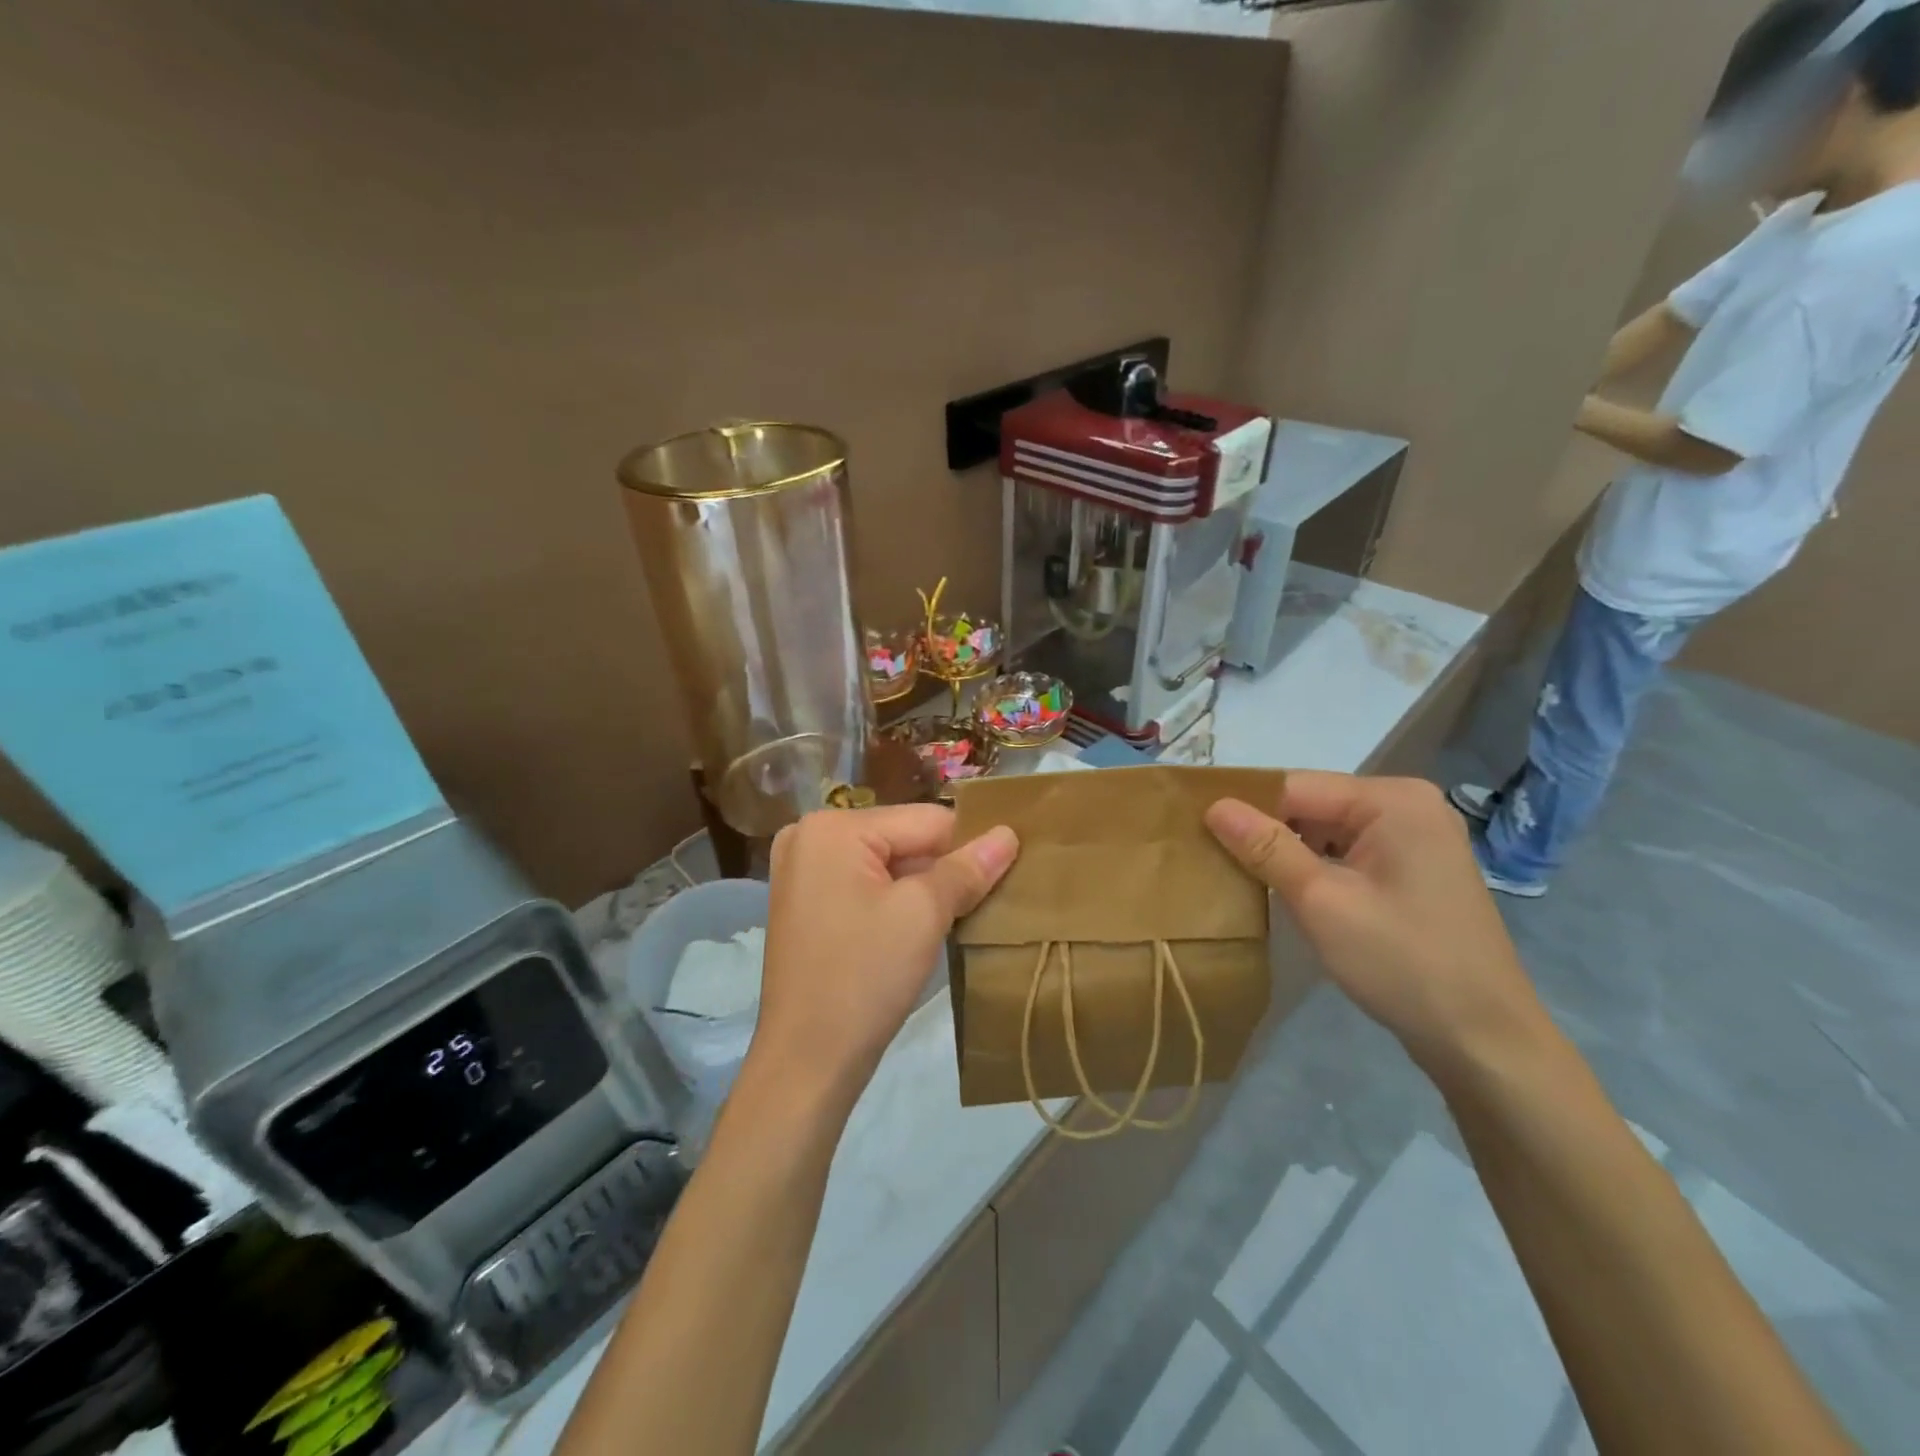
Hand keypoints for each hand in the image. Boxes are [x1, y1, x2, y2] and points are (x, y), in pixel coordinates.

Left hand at [752, 806, 1018, 1106]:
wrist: (807, 1062)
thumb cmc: (865, 977)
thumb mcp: (924, 915)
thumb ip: (967, 868)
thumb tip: (1009, 834)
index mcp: (833, 826)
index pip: (925, 819)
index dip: (971, 844)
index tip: (1012, 868)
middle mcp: (810, 835)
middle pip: (904, 838)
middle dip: (945, 868)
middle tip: (990, 897)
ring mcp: (803, 871)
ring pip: (888, 864)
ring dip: (925, 886)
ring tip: (964, 912)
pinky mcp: (807, 902)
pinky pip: (867, 885)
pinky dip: (898, 900)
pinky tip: (924, 926)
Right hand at [1204, 773, 1551, 1074]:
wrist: (1483, 1040)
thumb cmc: (1403, 963)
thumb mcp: (1322, 901)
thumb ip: (1266, 847)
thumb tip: (1214, 805)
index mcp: (1392, 799)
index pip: (1294, 785)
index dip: (1243, 807)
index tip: (1194, 830)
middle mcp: (1406, 805)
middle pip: (1310, 804)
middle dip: (1264, 830)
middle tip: (1210, 856)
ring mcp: (1414, 837)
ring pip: (1324, 829)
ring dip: (1285, 851)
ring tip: (1236, 873)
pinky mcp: (1412, 869)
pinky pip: (1345, 851)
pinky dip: (1312, 867)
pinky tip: (1283, 890)